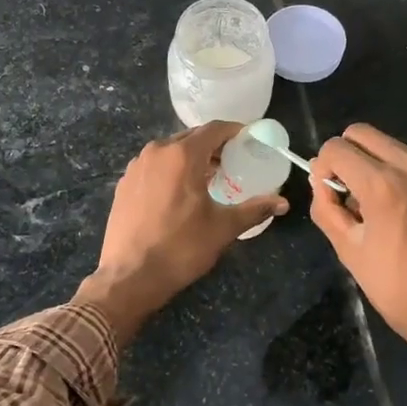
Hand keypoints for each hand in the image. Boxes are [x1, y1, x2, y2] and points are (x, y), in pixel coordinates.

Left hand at [74, 122, 286, 341]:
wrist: (130, 276)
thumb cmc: (181, 248)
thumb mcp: (223, 228)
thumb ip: (254, 209)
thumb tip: (282, 203)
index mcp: (182, 155)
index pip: (214, 129)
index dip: (234, 131)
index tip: (249, 140)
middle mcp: (156, 152)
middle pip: (191, 138)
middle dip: (213, 146)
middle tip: (233, 161)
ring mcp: (136, 167)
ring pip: (170, 151)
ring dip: (191, 158)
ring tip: (208, 178)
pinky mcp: (124, 184)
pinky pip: (153, 166)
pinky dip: (170, 170)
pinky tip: (179, 193)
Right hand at [309, 124, 406, 379]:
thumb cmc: (397, 289)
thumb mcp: (349, 251)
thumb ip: (327, 209)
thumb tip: (321, 183)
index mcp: (382, 185)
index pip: (337, 148)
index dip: (323, 167)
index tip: (327, 193)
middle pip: (363, 134)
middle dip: (346, 155)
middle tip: (347, 192)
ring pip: (391, 145)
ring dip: (373, 162)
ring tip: (375, 204)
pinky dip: (399, 173)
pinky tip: (402, 210)